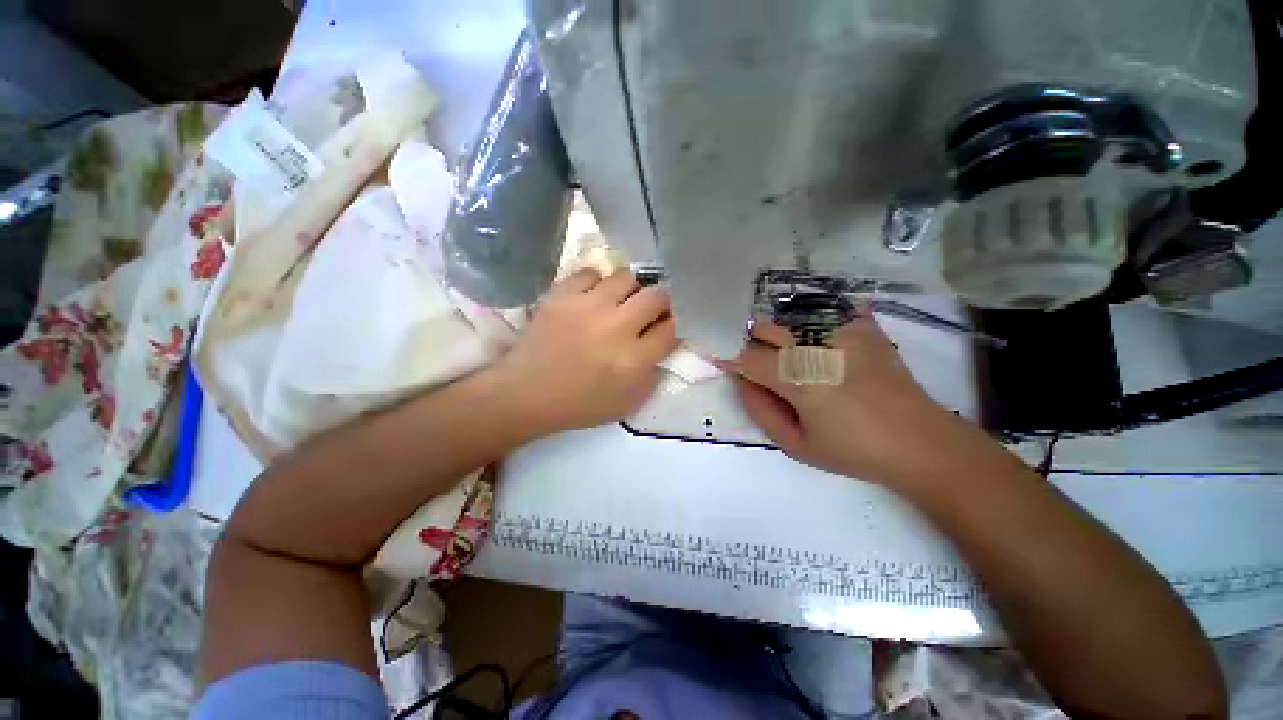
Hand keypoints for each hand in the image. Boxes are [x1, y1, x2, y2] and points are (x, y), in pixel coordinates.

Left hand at [491, 269, 678, 434]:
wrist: (527, 393)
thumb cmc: (580, 404)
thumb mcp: (628, 403)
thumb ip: (654, 374)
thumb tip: (666, 342)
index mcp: (634, 359)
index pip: (672, 328)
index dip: (675, 324)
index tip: (669, 324)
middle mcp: (616, 327)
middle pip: (656, 296)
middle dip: (660, 302)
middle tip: (650, 309)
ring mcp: (587, 306)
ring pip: (627, 277)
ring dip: (631, 289)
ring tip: (621, 300)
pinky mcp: (561, 295)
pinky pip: (591, 272)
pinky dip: (597, 283)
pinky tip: (592, 297)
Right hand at [721, 313, 987, 485]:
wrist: (919, 442)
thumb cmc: (853, 450)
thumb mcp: (796, 445)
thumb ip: (760, 410)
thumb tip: (742, 381)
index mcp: (798, 378)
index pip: (749, 359)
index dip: (733, 362)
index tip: (727, 367)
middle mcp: (816, 346)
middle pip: (766, 328)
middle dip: (754, 344)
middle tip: (762, 367)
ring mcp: (844, 332)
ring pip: (791, 319)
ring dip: (780, 335)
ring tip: (792, 357)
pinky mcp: (866, 328)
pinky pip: (829, 311)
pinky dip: (817, 322)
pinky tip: (822, 340)